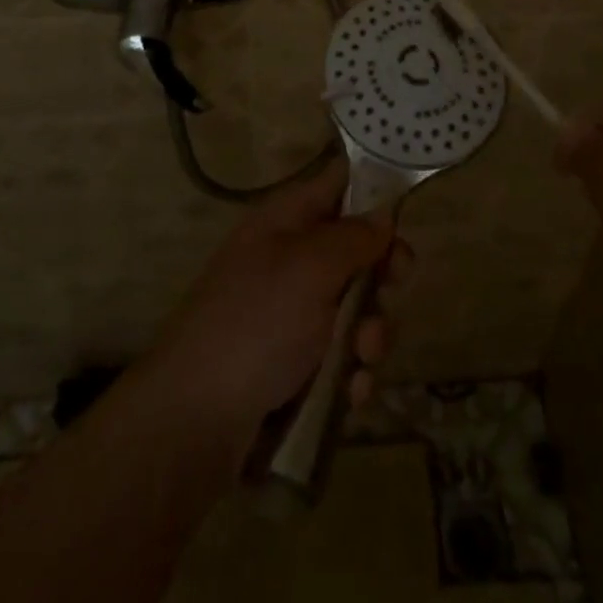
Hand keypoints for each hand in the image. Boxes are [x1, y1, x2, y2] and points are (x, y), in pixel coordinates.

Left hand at [142, 161, 410, 451]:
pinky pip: (343, 356)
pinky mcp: (296, 363)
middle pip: (356, 251)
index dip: (375, 192)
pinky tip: (350, 392)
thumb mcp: (311, 266)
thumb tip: (382, 214)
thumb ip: (354, 236)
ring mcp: (292, 314)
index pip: (338, 184)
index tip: (407, 215)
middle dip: (381, 276)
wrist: (196, 418)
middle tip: (393, 289)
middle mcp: (290, 260)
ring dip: (371, 333)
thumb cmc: (257, 322)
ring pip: (357, 309)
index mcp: (286, 221)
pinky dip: (352, 372)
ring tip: (362, 358)